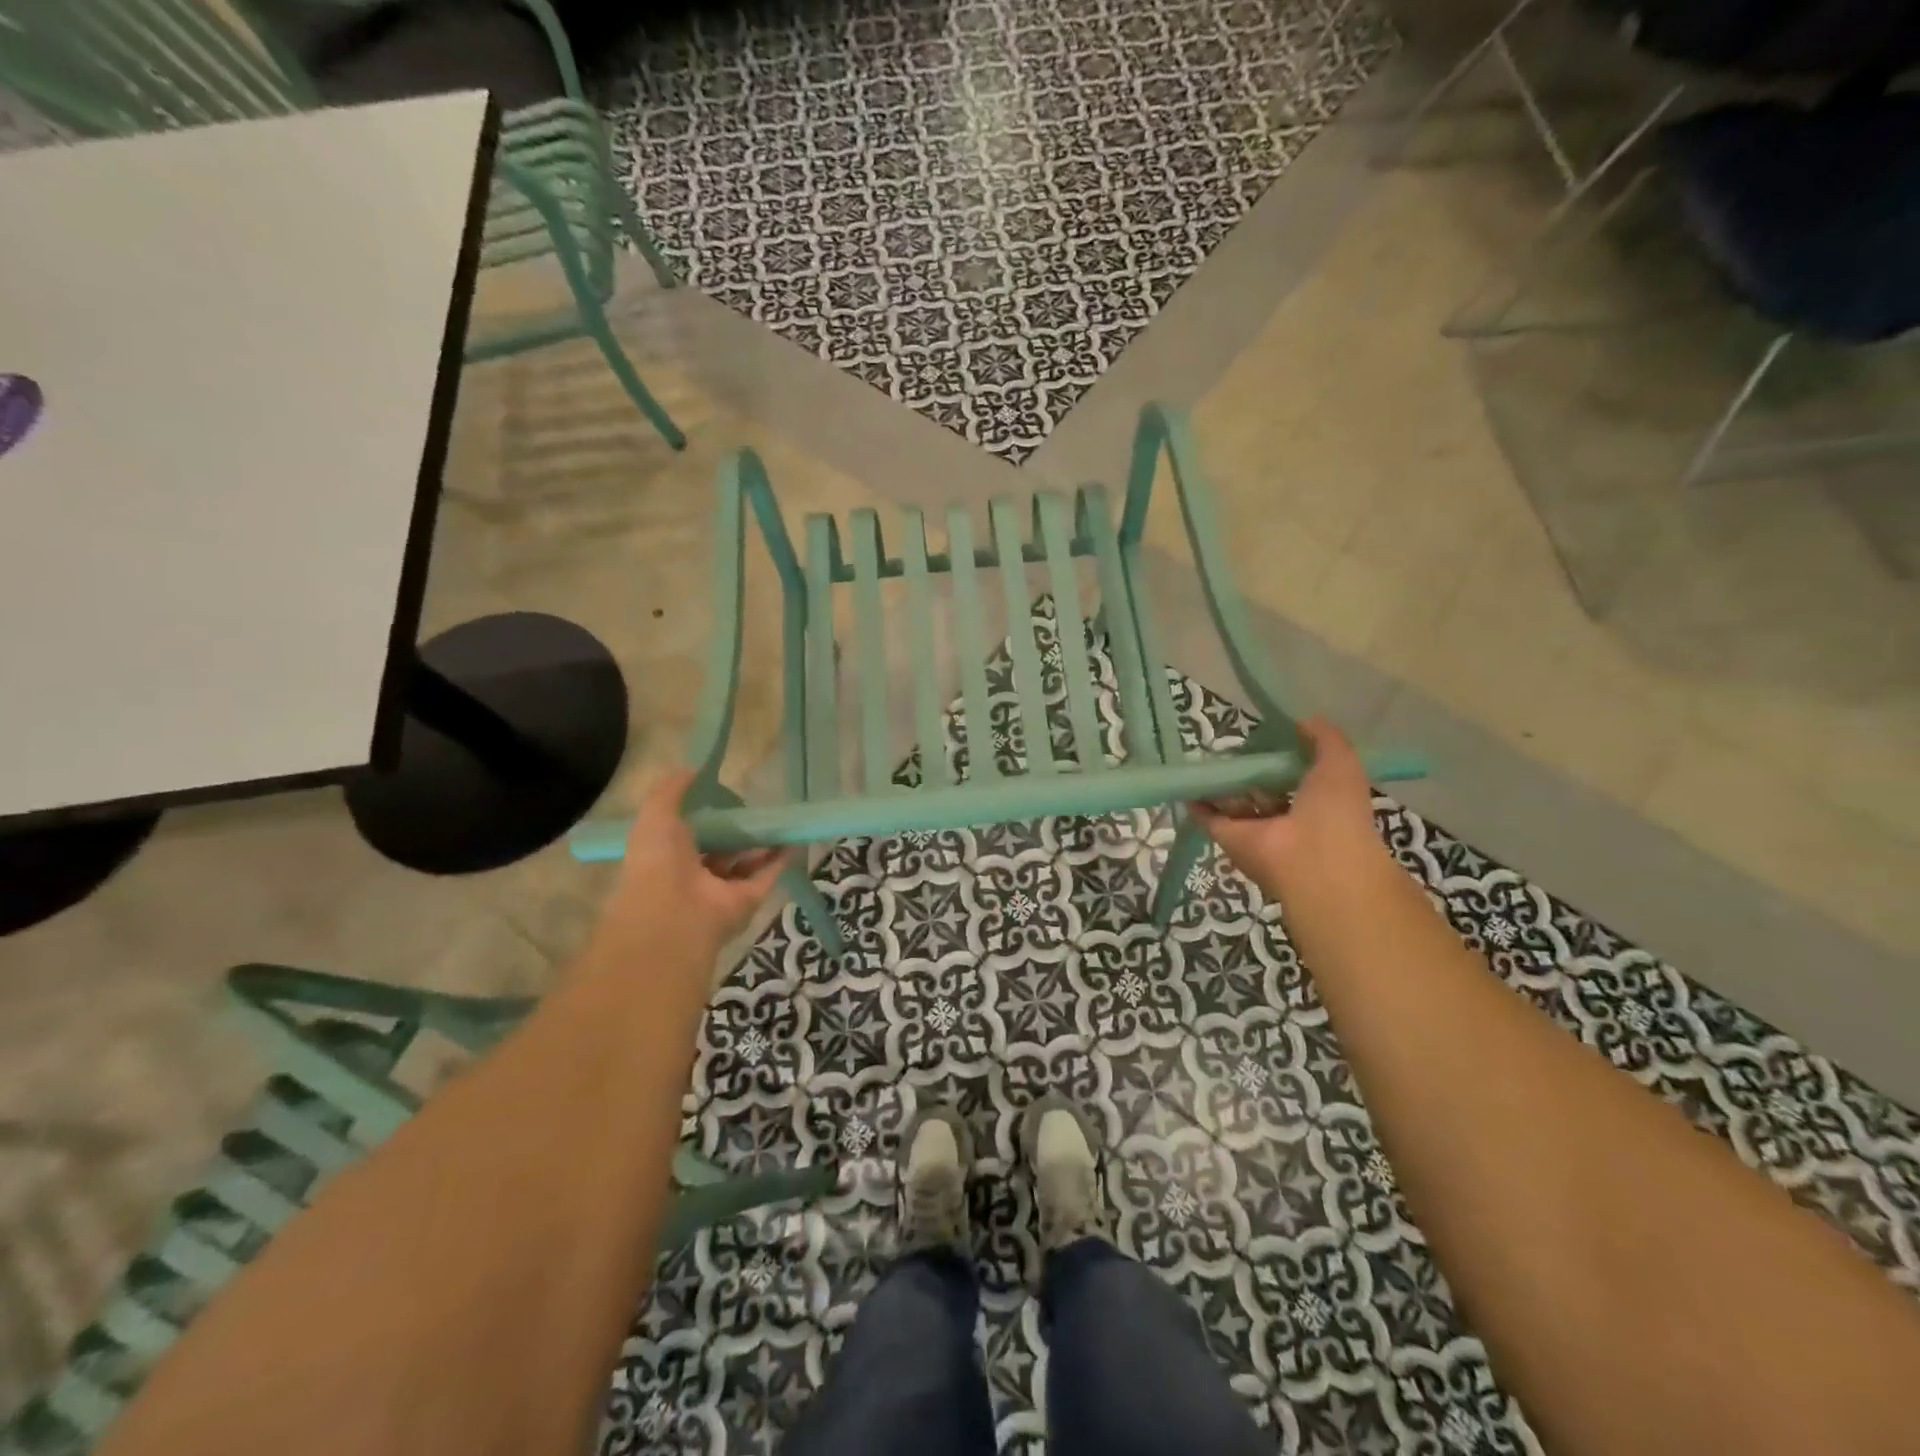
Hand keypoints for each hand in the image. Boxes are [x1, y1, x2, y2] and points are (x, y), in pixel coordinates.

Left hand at [593, 770, 783, 970]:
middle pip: (720, 849)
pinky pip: (767, 876)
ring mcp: (723, 890)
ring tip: (777, 819)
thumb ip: (672, 789)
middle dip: (735, 831)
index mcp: (668, 857)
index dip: (704, 817)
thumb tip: (693, 770)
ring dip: (761, 843)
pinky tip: (793, 839)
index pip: (689, 836)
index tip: (721, 796)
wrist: (674, 913)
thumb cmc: (658, 861)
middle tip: (753, 808)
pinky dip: (780, 859)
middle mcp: (695, 876)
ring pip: (746, 863)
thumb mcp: (656, 814)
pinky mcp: (748, 901)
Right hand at [1190, 717, 1389, 901]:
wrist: (1313, 860)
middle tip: (1234, 748)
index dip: (1284, 758)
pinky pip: (1210, 817)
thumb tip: (1302, 721)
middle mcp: (1288, 818)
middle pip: (1264, 791)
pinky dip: (1198, 802)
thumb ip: (1324, 738)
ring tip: (1206, 759)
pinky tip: (1188, 782)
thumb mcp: (1341, 763)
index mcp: (1319, 802)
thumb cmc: (1335, 811)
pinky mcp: (1230, 839)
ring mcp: (1258, 830)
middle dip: (1251, 772)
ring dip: (1223, 786)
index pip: (1297, 777)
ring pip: (1236, 804)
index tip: (1267, 737)